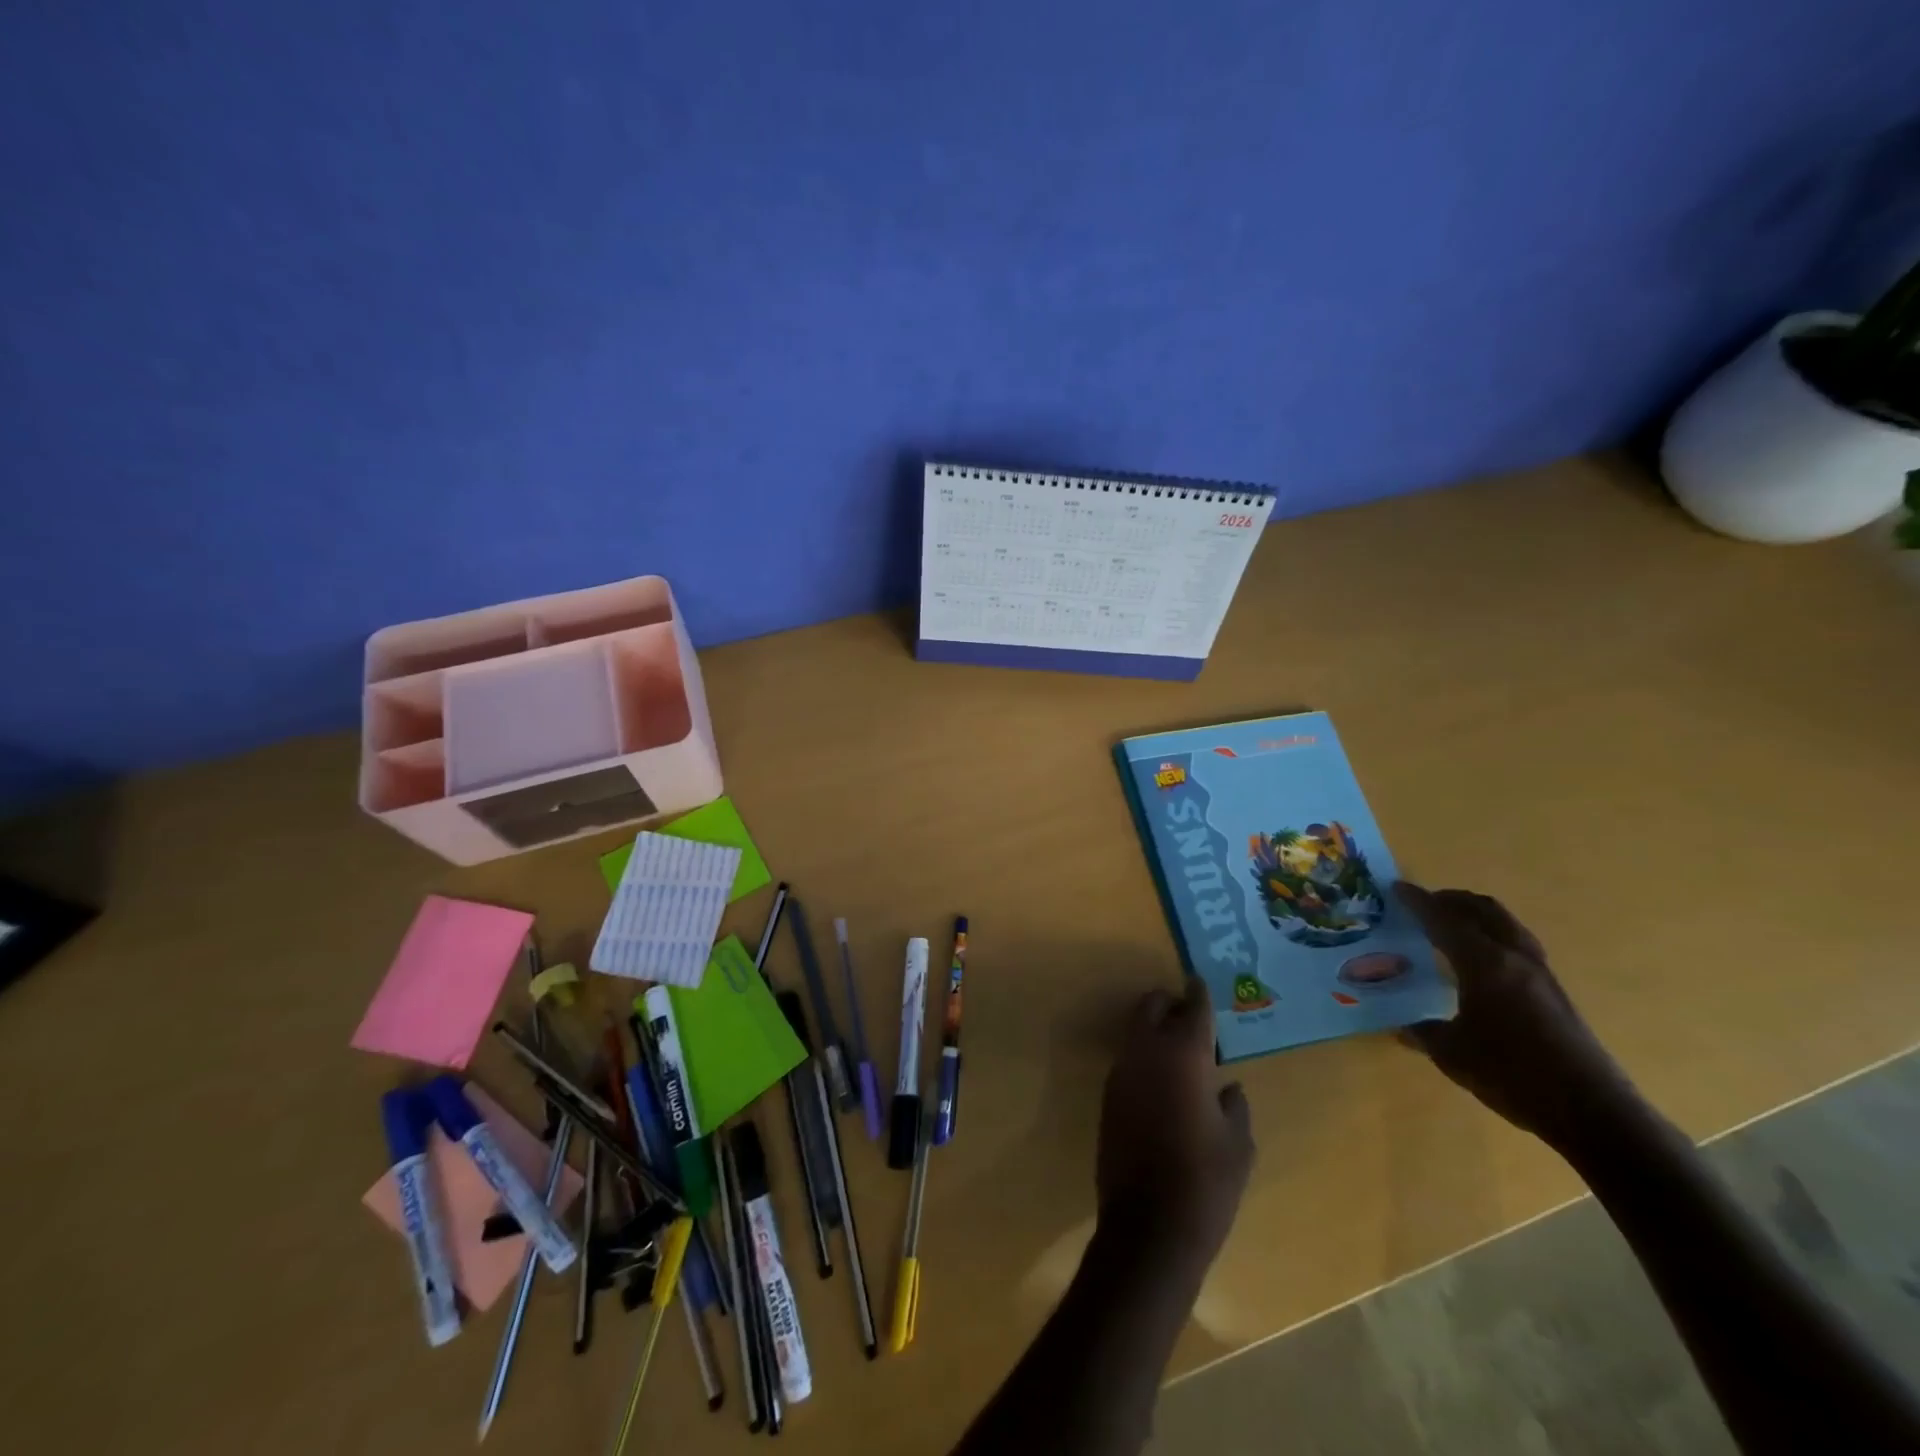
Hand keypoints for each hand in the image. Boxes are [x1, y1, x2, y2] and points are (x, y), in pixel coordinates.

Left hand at [1095, 979, 1253, 1263]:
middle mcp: (1146, 1052)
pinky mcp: (1108, 1096)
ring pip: (1135, 1030)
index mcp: (1184, 1055)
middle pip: (1151, 1006)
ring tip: (1180, 1051)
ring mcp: (1121, 1072)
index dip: (1199, 994)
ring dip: (1154, 1030)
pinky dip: (1144, 1057)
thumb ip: (1233, 1105)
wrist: (1148, 1228)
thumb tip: (1225, 1087)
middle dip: (1169, 1003)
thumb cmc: (1206, 1184)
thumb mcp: (1238, 1145)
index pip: (1192, 1008)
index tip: (1201, 984)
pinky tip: (1162, 1082)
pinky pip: (1128, 1060)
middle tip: (1191, 1018)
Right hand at [1396, 882, 1640, 1149]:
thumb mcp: (1452, 1054)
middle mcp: (1514, 958)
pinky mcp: (1555, 991)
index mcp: (1484, 964)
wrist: (1591, 1111)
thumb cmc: (1512, 1075)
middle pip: (1483, 910)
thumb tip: (1402, 1024)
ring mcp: (1540, 973)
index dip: (1418, 902)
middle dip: (1451, 900)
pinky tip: (1481, 958)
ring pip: (1506, 923)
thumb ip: (1422, 1031)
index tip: (1395, 888)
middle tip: (1424, 904)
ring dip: (1476, 914)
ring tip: (1451, 924)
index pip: (1444, 920)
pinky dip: (1493, 934)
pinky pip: (1517, 943)